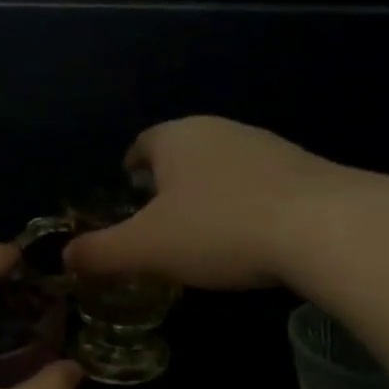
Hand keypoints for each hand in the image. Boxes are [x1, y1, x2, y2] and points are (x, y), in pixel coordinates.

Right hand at [65, 116, 346, 289]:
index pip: (142, 144)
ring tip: (202, 231)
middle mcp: (219, 130)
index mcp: (177, 137)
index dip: (129, 167)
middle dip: (167, 182)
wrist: (324, 227)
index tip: (126, 191)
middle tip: (158, 219)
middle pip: (182, 152)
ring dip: (208, 192)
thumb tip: (64, 258)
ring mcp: (265, 145)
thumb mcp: (147, 248)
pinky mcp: (303, 168)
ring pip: (222, 166)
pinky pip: (258, 183)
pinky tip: (248, 235)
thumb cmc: (219, 229)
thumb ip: (101, 252)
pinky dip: (244, 204)